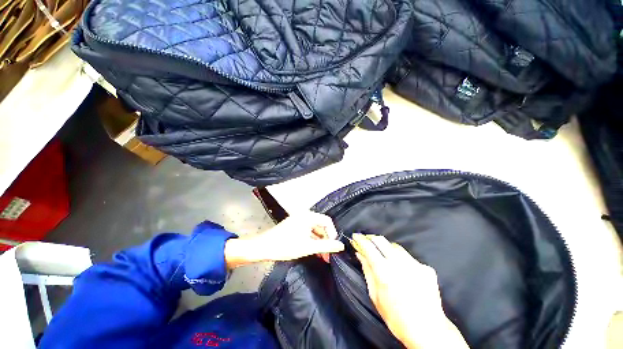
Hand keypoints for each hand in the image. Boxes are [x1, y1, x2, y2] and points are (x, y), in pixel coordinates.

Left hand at [224, 212, 344, 268]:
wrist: (263, 247)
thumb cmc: (285, 246)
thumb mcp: (308, 247)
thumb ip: (326, 246)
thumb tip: (341, 246)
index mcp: (308, 216)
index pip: (327, 221)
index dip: (332, 233)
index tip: (333, 247)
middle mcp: (304, 216)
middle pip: (321, 226)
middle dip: (326, 240)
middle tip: (328, 255)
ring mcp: (298, 221)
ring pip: (314, 230)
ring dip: (319, 242)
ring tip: (322, 257)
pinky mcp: (294, 226)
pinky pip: (307, 232)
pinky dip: (312, 241)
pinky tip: (314, 252)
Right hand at [353, 234, 468, 348]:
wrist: (427, 330)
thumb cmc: (396, 318)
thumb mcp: (375, 296)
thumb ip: (367, 271)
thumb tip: (360, 254)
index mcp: (384, 271)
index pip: (368, 246)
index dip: (360, 239)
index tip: (355, 236)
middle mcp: (399, 263)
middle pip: (381, 240)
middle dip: (371, 238)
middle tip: (366, 241)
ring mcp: (414, 264)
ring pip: (395, 246)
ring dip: (386, 247)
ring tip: (382, 253)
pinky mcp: (426, 269)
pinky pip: (409, 257)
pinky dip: (401, 259)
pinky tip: (401, 269)